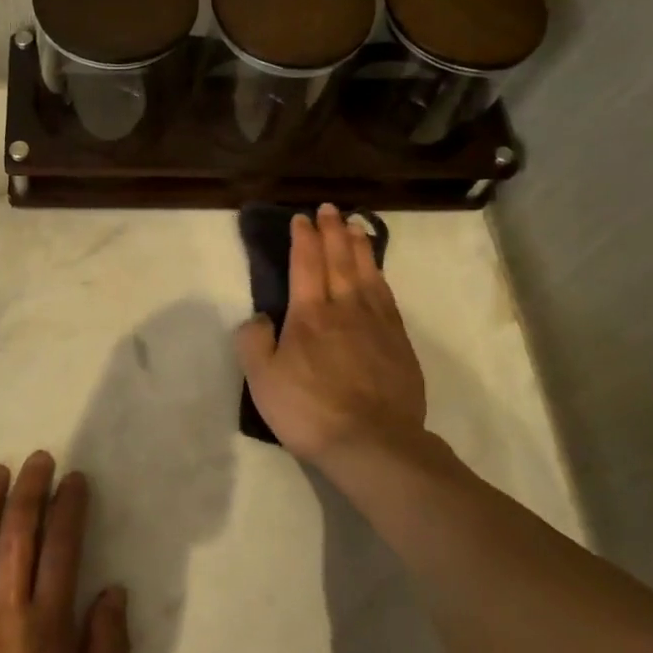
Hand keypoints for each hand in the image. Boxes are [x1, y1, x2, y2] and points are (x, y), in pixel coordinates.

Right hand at [235, 204, 427, 465]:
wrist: (372, 443)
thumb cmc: (309, 410)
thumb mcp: (262, 380)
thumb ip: (254, 341)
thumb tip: (260, 316)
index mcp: (309, 315)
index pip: (306, 264)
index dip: (303, 239)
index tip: (301, 218)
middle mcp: (345, 308)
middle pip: (339, 260)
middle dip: (332, 232)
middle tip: (330, 209)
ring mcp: (377, 324)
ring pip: (367, 273)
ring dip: (359, 247)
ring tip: (355, 226)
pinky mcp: (399, 342)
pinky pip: (387, 296)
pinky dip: (380, 276)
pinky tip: (377, 272)